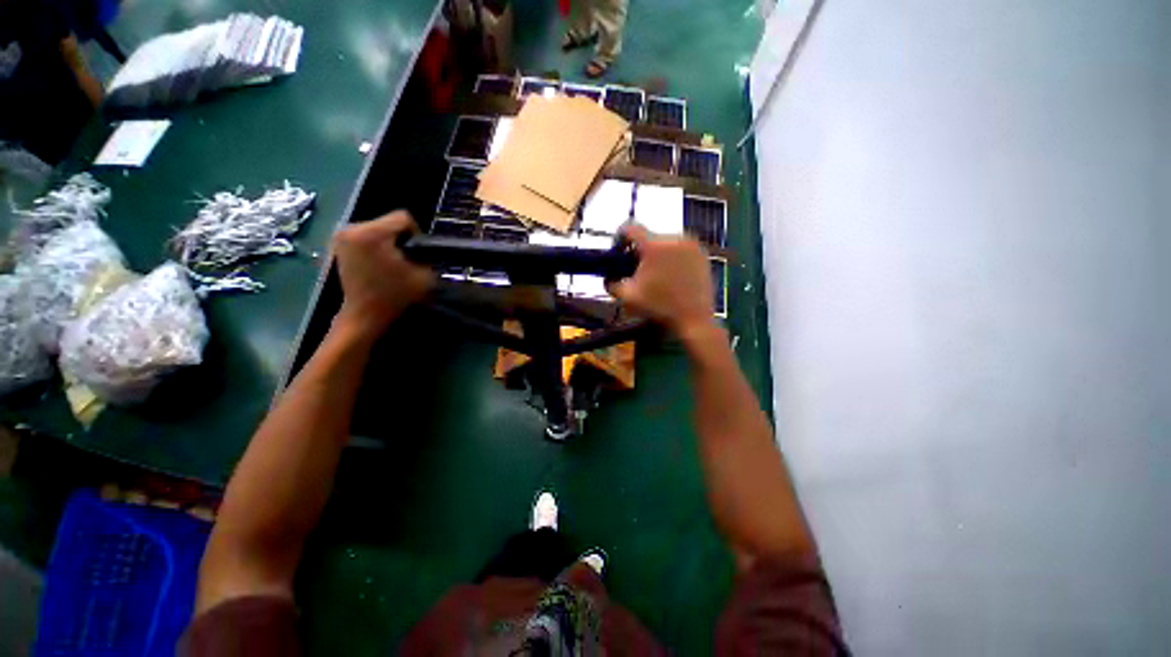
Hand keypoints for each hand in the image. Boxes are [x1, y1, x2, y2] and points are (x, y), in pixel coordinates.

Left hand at [334, 211, 433, 338]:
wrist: (364, 313)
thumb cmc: (395, 295)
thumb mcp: (424, 274)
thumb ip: (426, 254)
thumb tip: (423, 246)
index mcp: (372, 233)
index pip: (402, 217)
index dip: (416, 233)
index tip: (416, 253)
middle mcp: (352, 228)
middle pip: (387, 221)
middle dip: (399, 238)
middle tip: (404, 259)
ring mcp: (341, 235)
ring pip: (376, 228)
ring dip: (387, 242)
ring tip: (391, 262)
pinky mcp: (337, 244)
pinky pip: (364, 235)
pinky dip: (374, 245)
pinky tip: (378, 263)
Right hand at [607, 225, 714, 335]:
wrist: (693, 319)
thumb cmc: (659, 307)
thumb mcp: (628, 297)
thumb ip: (612, 283)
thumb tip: (608, 277)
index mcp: (654, 246)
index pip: (630, 228)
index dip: (620, 237)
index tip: (618, 250)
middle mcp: (674, 238)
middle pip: (649, 237)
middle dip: (640, 250)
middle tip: (636, 267)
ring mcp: (691, 245)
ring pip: (665, 242)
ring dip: (656, 253)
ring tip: (655, 273)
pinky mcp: (702, 254)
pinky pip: (680, 248)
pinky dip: (672, 257)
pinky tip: (671, 275)